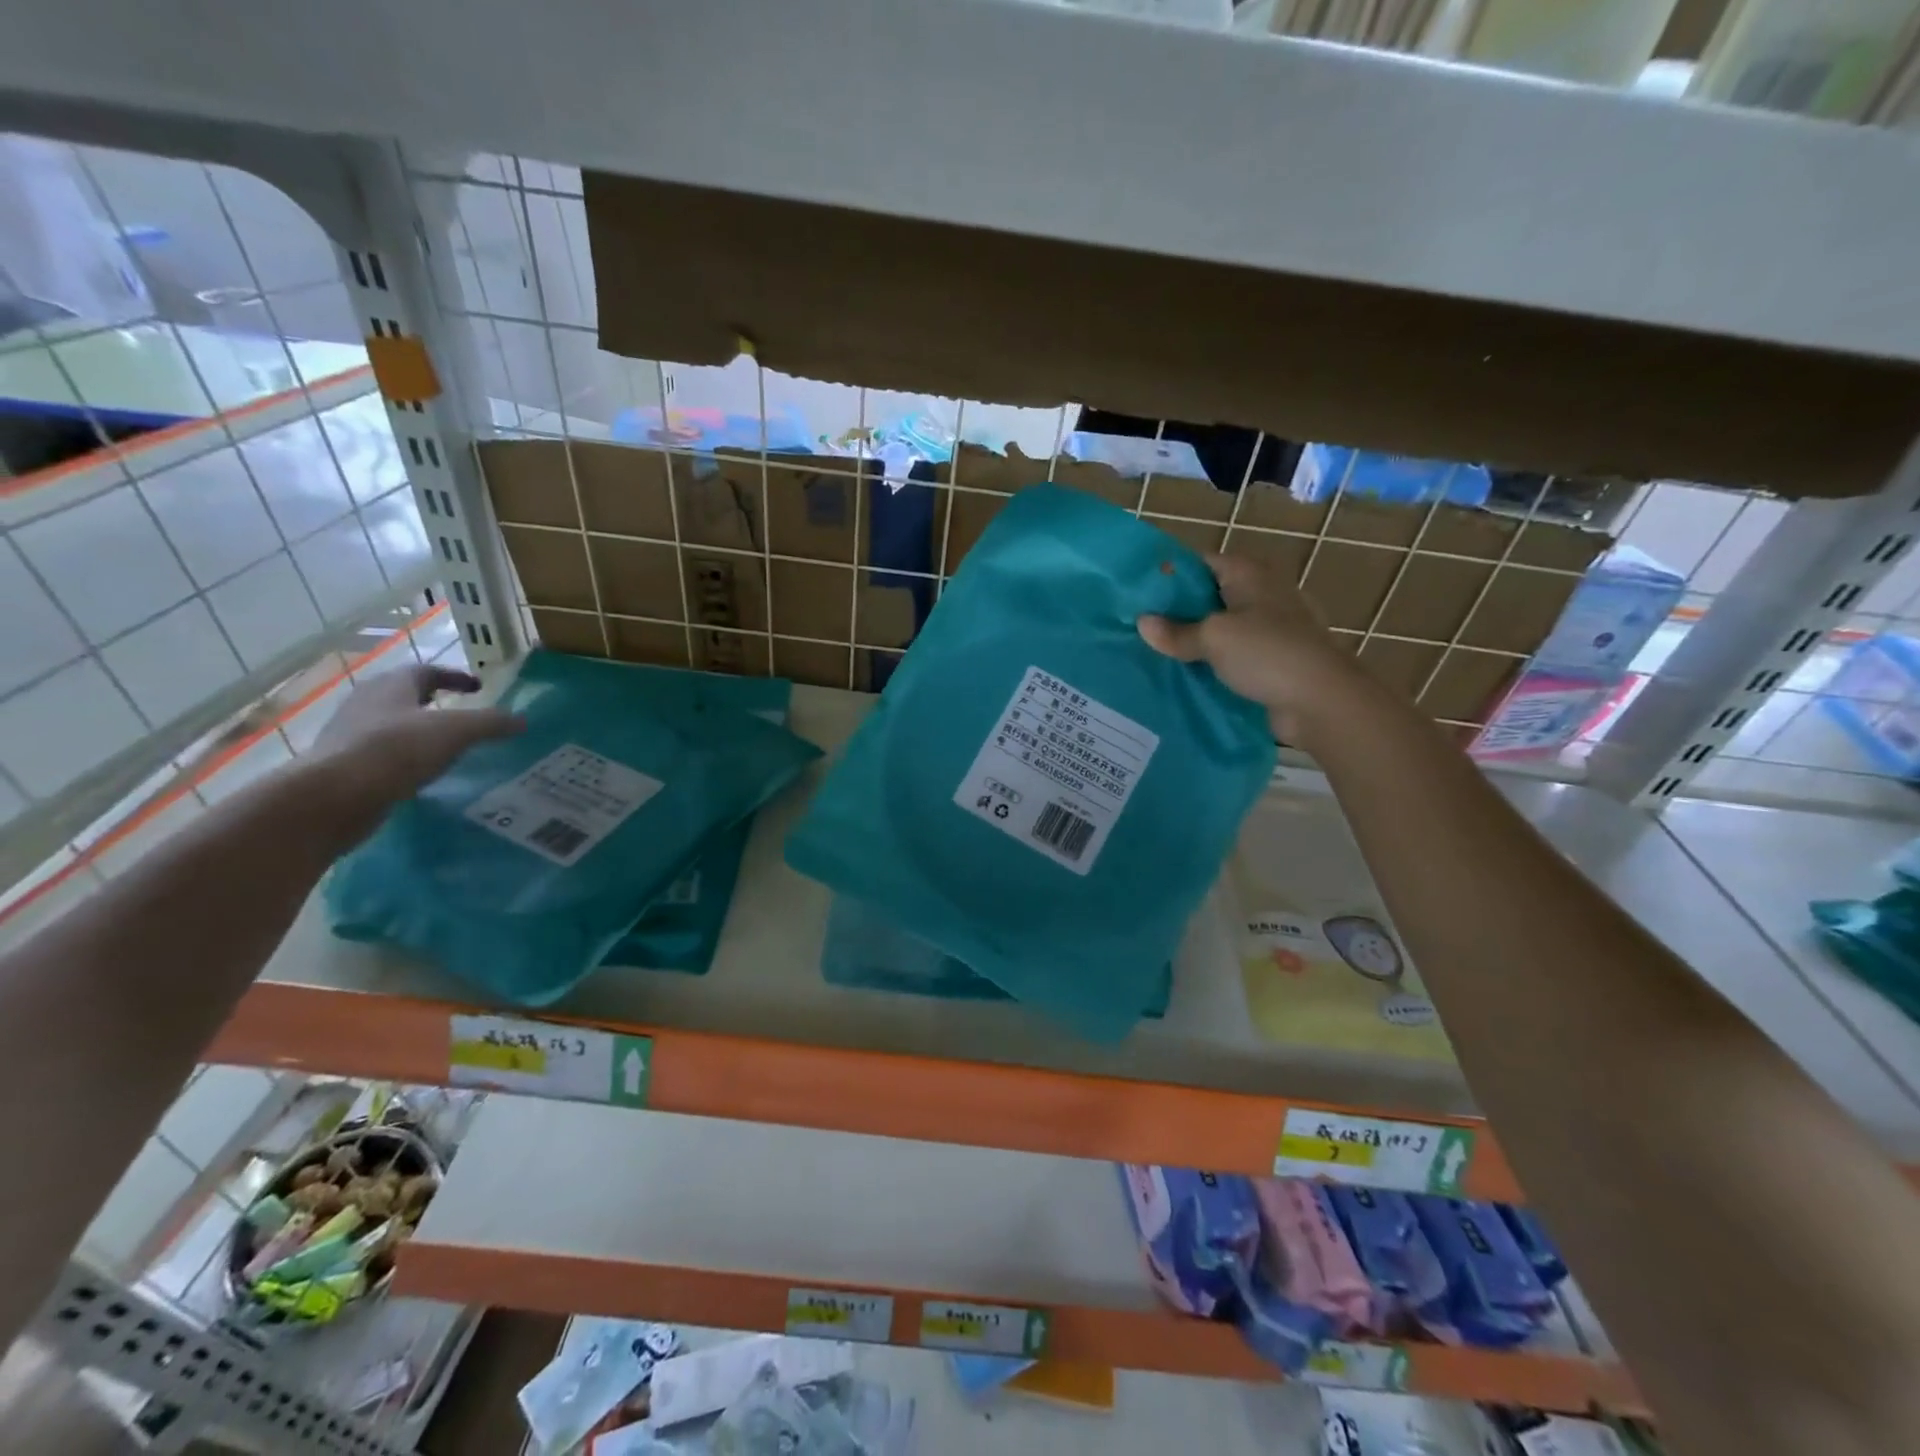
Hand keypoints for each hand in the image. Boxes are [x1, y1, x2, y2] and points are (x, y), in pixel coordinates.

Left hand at [311, 665, 521, 828]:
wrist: (333, 797)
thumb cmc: (397, 749)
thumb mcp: (457, 731)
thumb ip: (491, 723)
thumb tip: (522, 720)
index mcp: (392, 685)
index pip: (428, 671)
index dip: (455, 677)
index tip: (478, 688)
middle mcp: (367, 702)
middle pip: (404, 695)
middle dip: (433, 702)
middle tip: (460, 714)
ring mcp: (349, 733)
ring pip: (391, 724)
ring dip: (417, 731)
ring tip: (446, 747)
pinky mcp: (343, 764)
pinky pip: (382, 753)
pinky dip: (404, 757)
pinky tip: (421, 774)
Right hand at [1138, 553, 1365, 744]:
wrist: (1321, 701)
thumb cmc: (1267, 654)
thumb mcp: (1214, 638)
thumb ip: (1177, 632)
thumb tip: (1143, 623)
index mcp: (1251, 575)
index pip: (1203, 563)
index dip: (1171, 575)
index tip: (1140, 594)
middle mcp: (1263, 595)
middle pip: (1211, 596)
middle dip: (1179, 611)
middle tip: (1141, 626)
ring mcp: (1272, 629)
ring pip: (1223, 628)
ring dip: (1196, 640)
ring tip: (1157, 652)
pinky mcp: (1275, 660)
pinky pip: (1235, 656)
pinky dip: (1214, 663)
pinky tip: (1188, 674)